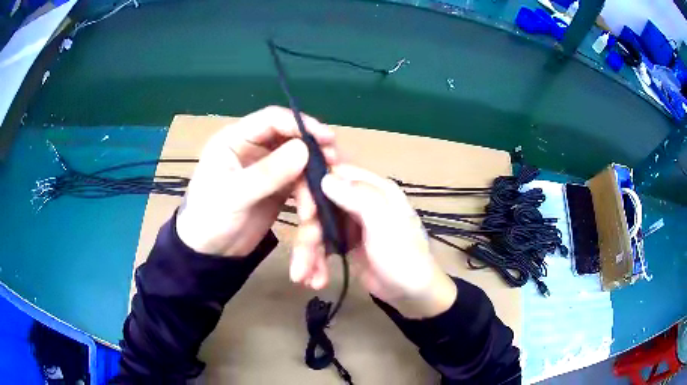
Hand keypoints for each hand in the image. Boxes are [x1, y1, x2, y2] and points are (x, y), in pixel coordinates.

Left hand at [176, 106, 336, 256]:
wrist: (210, 252)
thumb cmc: (210, 218)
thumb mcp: (234, 195)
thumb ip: (267, 173)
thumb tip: (304, 149)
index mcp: (235, 139)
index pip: (271, 119)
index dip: (300, 124)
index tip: (326, 137)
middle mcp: (253, 148)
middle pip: (290, 138)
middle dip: (313, 150)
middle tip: (334, 162)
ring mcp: (267, 168)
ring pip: (299, 161)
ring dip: (313, 177)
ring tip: (322, 194)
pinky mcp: (278, 188)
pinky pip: (300, 183)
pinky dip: (309, 193)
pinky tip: (313, 208)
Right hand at [290, 164, 456, 318]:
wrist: (412, 294)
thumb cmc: (403, 257)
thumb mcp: (385, 226)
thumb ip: (359, 198)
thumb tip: (325, 178)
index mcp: (374, 189)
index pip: (336, 174)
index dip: (315, 188)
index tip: (304, 212)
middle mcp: (361, 201)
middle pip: (321, 205)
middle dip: (308, 234)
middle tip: (300, 261)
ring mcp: (352, 223)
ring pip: (318, 228)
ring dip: (308, 254)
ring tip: (303, 278)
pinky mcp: (346, 242)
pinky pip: (323, 245)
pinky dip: (316, 261)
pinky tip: (315, 280)